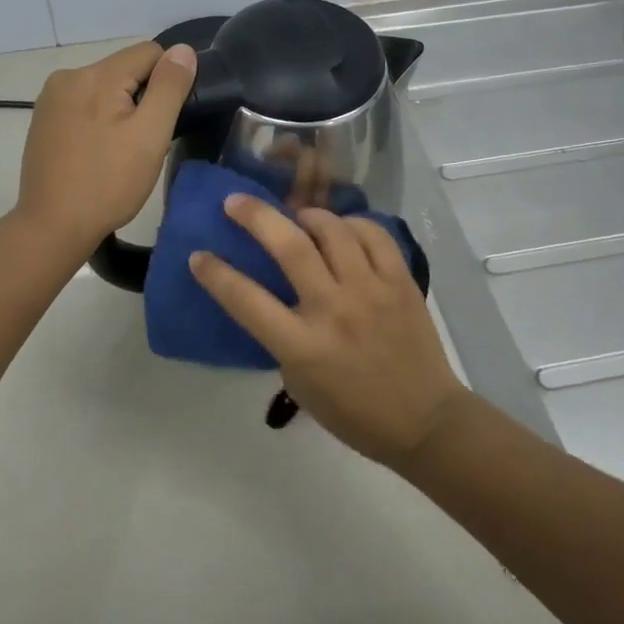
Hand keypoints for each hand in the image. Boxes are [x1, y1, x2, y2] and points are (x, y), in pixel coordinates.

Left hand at [16, 41, 197, 254]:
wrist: (53, 226)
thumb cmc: (108, 183)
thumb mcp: (150, 136)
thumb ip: (169, 88)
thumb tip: (183, 50)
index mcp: (96, 75)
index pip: (150, 53)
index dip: (167, 83)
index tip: (163, 122)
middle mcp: (68, 76)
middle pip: (125, 70)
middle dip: (141, 98)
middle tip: (142, 144)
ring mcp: (51, 98)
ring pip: (104, 89)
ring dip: (119, 110)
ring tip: (119, 152)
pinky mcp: (43, 119)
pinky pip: (84, 105)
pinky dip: (97, 121)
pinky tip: (96, 153)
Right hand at [190, 195, 466, 468]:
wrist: (424, 421)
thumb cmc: (353, 412)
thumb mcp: (299, 384)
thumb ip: (282, 337)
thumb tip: (275, 297)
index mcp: (303, 346)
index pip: (246, 300)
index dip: (216, 274)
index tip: (198, 256)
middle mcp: (335, 310)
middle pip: (290, 247)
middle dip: (256, 217)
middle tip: (235, 202)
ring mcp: (372, 291)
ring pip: (333, 230)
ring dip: (306, 216)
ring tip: (297, 218)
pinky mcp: (402, 281)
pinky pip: (374, 235)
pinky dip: (351, 224)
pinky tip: (341, 230)